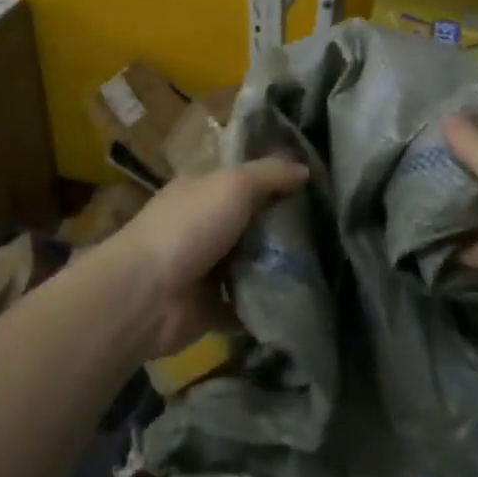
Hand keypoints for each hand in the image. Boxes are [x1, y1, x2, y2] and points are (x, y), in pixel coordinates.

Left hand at [109, 156, 308, 358]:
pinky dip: (268, 304)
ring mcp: (206, 268)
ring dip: (280, 265)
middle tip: (330, 227)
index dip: (275, 177)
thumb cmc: (189, 227)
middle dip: (285, 225)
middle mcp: (203, 225)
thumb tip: (306, 170)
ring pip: (252, 262)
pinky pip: (248, 303)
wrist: (147, 295)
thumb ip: (270, 174)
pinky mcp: (212, 307)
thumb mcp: (233, 185)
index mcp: (201, 189)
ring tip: (327, 263)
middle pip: (252, 221)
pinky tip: (304, 298)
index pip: (243, 177)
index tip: (315, 183)